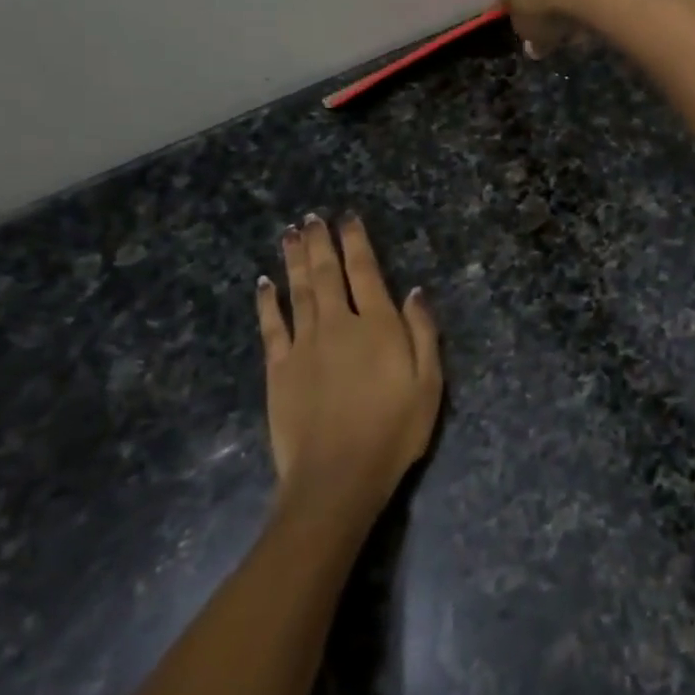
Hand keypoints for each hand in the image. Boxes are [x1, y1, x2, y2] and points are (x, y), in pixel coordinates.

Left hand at [256, 215, 441, 520]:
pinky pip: (271, 325)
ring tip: (291, 234)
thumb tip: (415, 291)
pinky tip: (265, 283)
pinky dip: (268, 301)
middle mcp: (339, 324)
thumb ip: (423, 333)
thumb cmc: (394, 431)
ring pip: (299, 290)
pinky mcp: (279, 368)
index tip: (348, 219)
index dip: (357, 242)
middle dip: (321, 242)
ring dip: (295, 260)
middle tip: (312, 217)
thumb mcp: (429, 384)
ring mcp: (304, 345)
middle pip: (328, 273)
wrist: (337, 477)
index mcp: (378, 326)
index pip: (366, 272)